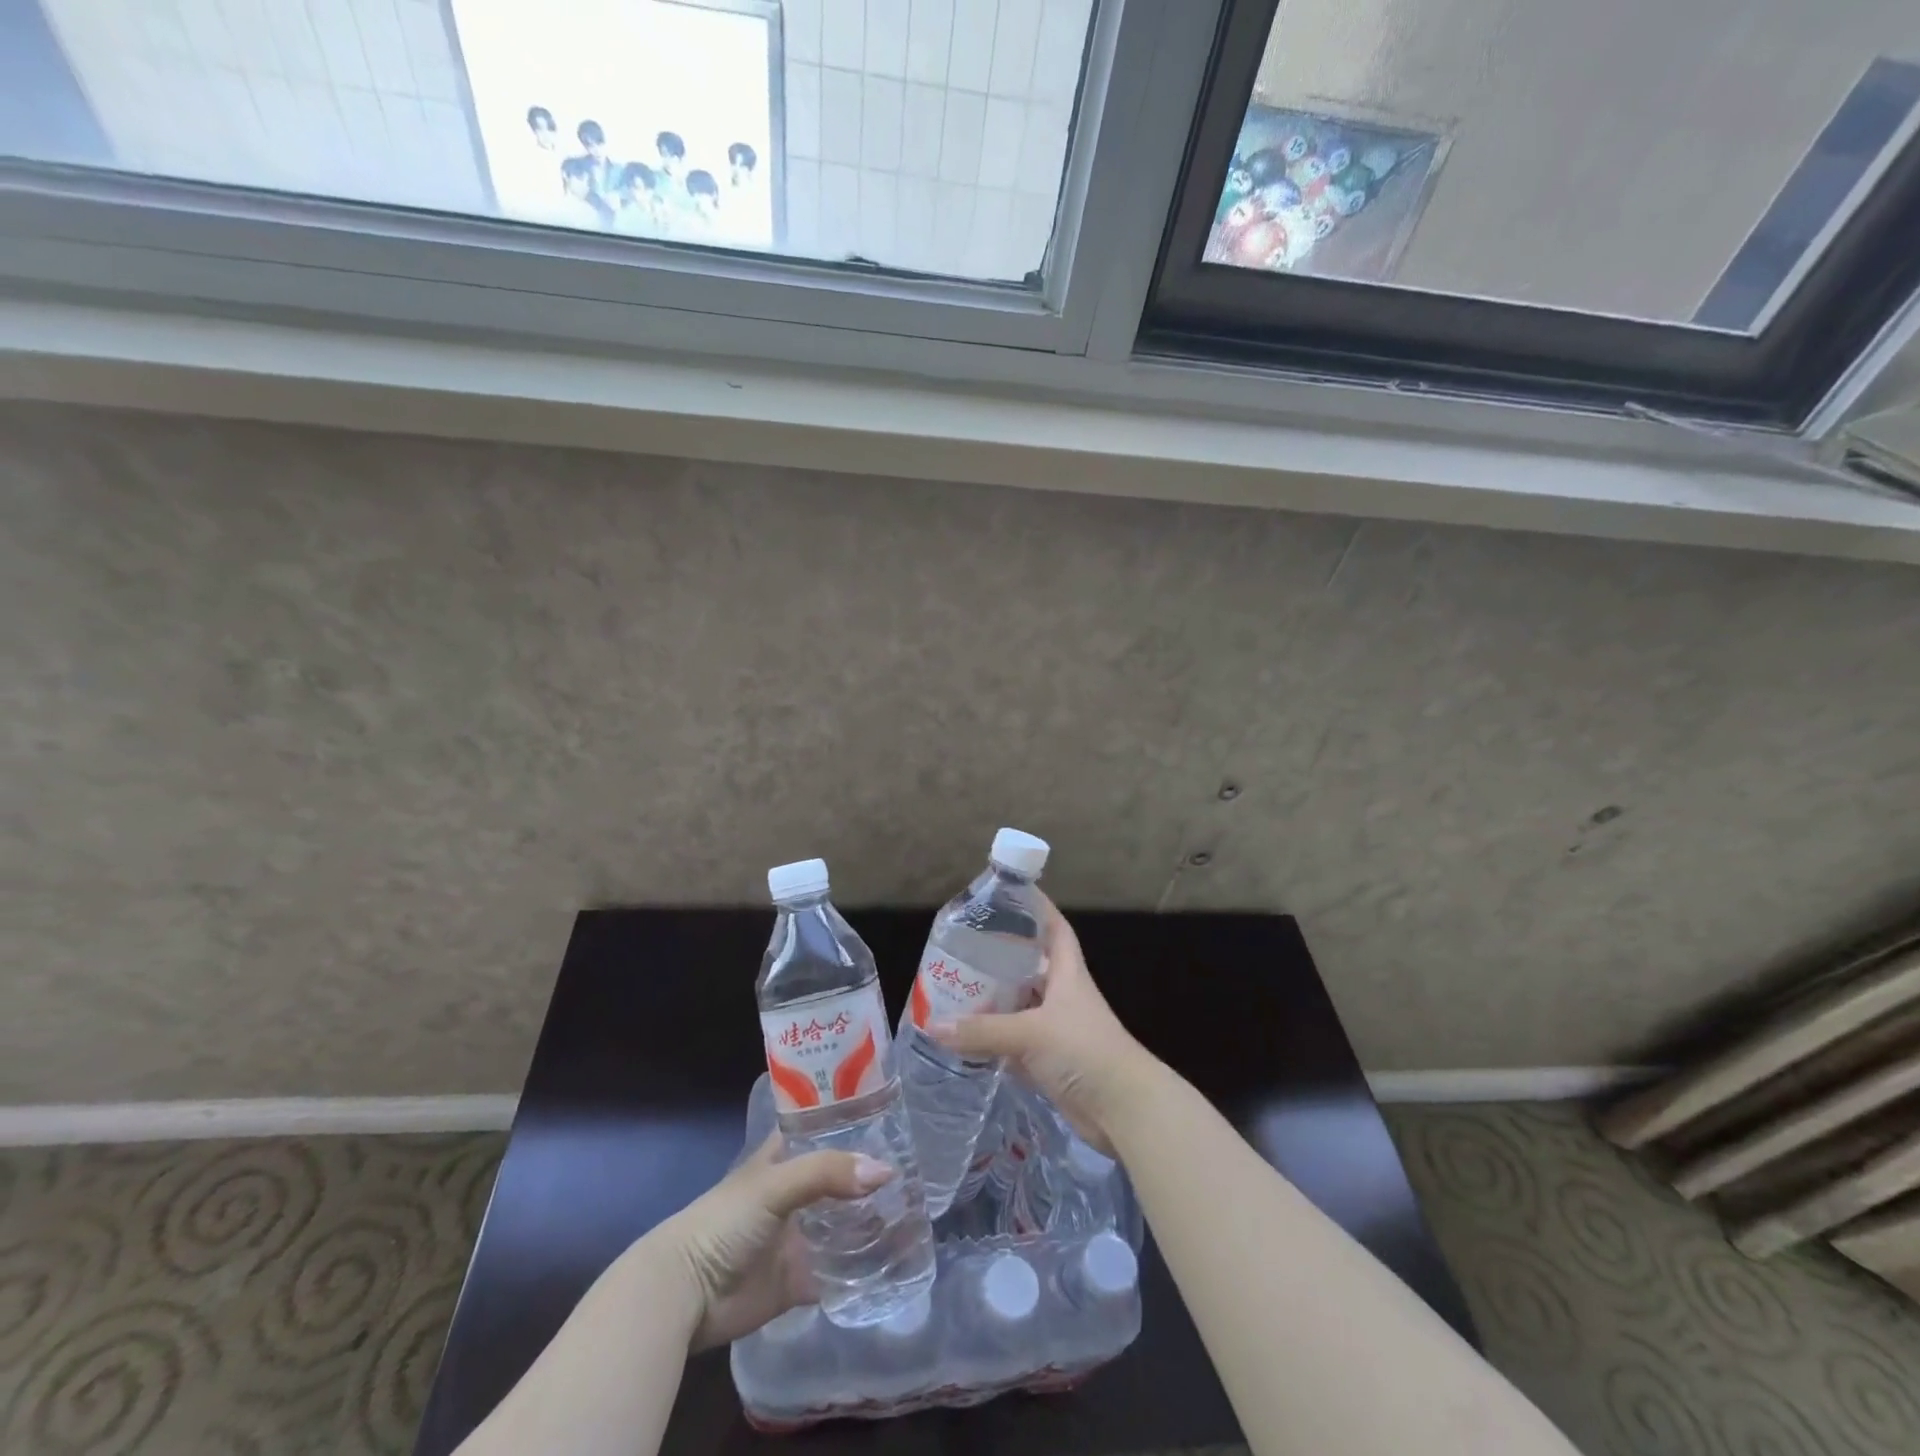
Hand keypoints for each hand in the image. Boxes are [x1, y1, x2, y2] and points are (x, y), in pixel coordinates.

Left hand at [650, 1135, 892, 1350]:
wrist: (684, 1294)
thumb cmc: (724, 1221)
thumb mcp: (775, 1184)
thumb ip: (827, 1173)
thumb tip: (885, 1172)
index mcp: (786, 1157)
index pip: (826, 1127)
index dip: (857, 1121)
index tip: (898, 1116)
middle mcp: (797, 1191)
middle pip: (842, 1176)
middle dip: (873, 1175)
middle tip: (919, 1171)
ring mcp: (799, 1235)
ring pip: (845, 1223)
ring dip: (873, 1220)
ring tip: (916, 1212)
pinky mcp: (799, 1278)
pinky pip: (838, 1271)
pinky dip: (862, 1269)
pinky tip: (895, 1261)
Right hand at [930, 893, 1158, 1153]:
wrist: (1124, 1110)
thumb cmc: (1085, 1051)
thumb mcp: (1032, 1033)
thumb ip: (983, 1030)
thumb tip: (933, 1025)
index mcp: (1067, 974)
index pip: (1054, 928)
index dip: (1037, 908)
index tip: (1009, 894)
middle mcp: (1061, 996)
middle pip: (1030, 966)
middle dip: (1001, 957)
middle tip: (964, 947)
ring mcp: (1056, 1030)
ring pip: (1020, 1006)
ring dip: (994, 1000)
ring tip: (956, 988)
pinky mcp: (1049, 1062)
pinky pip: (1015, 1043)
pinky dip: (994, 1040)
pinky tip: (967, 1037)